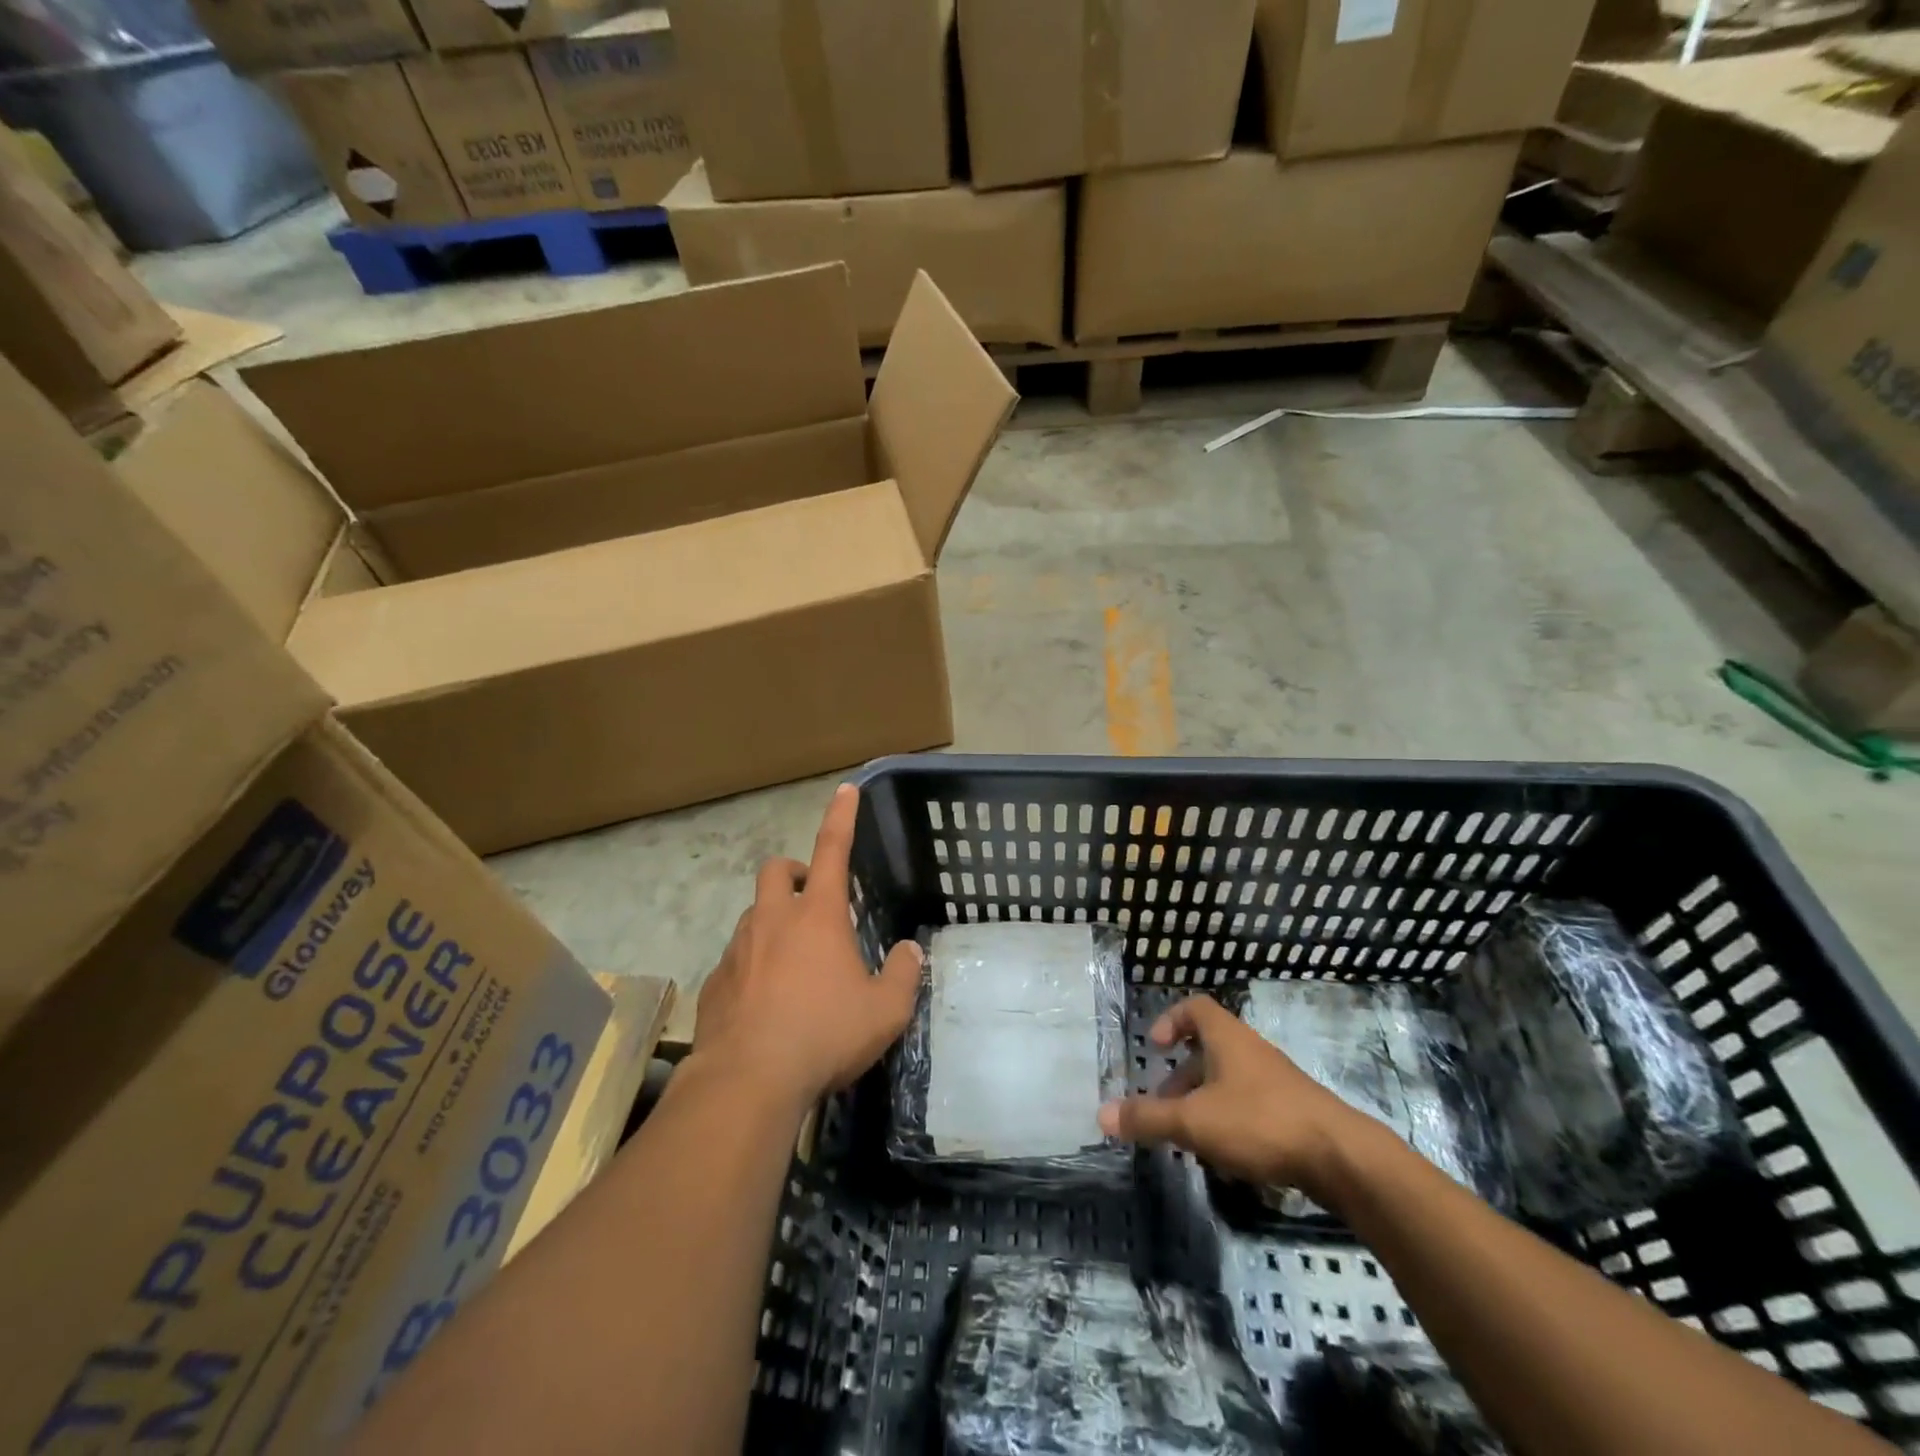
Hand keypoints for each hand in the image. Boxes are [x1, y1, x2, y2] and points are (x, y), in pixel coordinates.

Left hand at [693, 784, 922, 1108]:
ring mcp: (738, 949)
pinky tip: (766, 1004)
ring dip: (774, 922)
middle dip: (796, 872)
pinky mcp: (715, 982)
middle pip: (777, 870)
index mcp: (818, 916)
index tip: (845, 790)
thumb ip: (904, 975)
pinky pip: (736, 959)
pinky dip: (753, 966)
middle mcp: (774, 920)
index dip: (841, 816)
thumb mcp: (885, 1011)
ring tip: (795, 962)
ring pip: (754, 914)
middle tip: (815, 901)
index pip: (833, 849)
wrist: (747, 1082)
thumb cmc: (824, 1035)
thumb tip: (910, 952)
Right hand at [1098, 994, 1373, 1203]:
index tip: (1154, 1047)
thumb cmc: (1259, 1122)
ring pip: (1229, 1081)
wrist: (1340, 1157)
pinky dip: (1230, 1122)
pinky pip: (1250, 1105)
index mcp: (1227, 1038)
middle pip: (1208, 1049)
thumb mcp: (1194, 1121)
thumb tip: (1102, 1114)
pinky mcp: (1293, 1112)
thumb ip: (1148, 1118)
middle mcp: (1251, 1051)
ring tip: (1188, 1137)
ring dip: (1204, 1103)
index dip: (1170, 1020)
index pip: (1195, 1008)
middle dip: (1181, 1077)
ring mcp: (1275, 1081)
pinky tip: (1225, 1156)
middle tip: (1163, 1106)